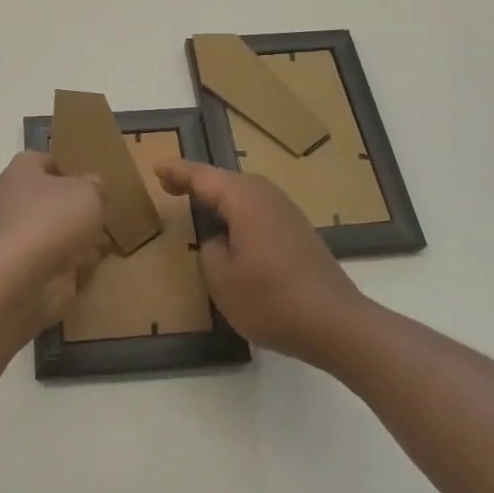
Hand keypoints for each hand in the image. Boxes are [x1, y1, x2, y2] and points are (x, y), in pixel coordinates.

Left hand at [0, 151, 107, 325]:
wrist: (27, 276)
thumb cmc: (54, 218)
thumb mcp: (88, 190)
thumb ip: (94, 184)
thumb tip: (93, 186)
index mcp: (22, 172)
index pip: (43, 159)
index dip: (67, 165)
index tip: (91, 178)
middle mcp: (14, 199)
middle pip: (49, 196)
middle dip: (74, 204)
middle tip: (101, 209)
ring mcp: (17, 234)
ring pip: (52, 227)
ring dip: (74, 233)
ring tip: (104, 238)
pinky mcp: (25, 264)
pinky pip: (53, 255)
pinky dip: (71, 259)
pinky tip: (93, 261)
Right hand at [155, 160, 364, 365]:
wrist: (337, 324)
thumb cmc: (272, 300)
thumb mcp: (222, 279)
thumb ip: (210, 250)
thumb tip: (218, 240)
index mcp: (245, 200)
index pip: (203, 177)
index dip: (178, 172)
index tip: (156, 168)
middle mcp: (267, 196)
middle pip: (225, 180)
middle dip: (197, 181)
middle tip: (169, 185)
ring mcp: (287, 212)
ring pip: (244, 193)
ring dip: (219, 196)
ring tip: (196, 203)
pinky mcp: (299, 231)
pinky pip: (258, 209)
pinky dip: (238, 211)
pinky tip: (232, 229)